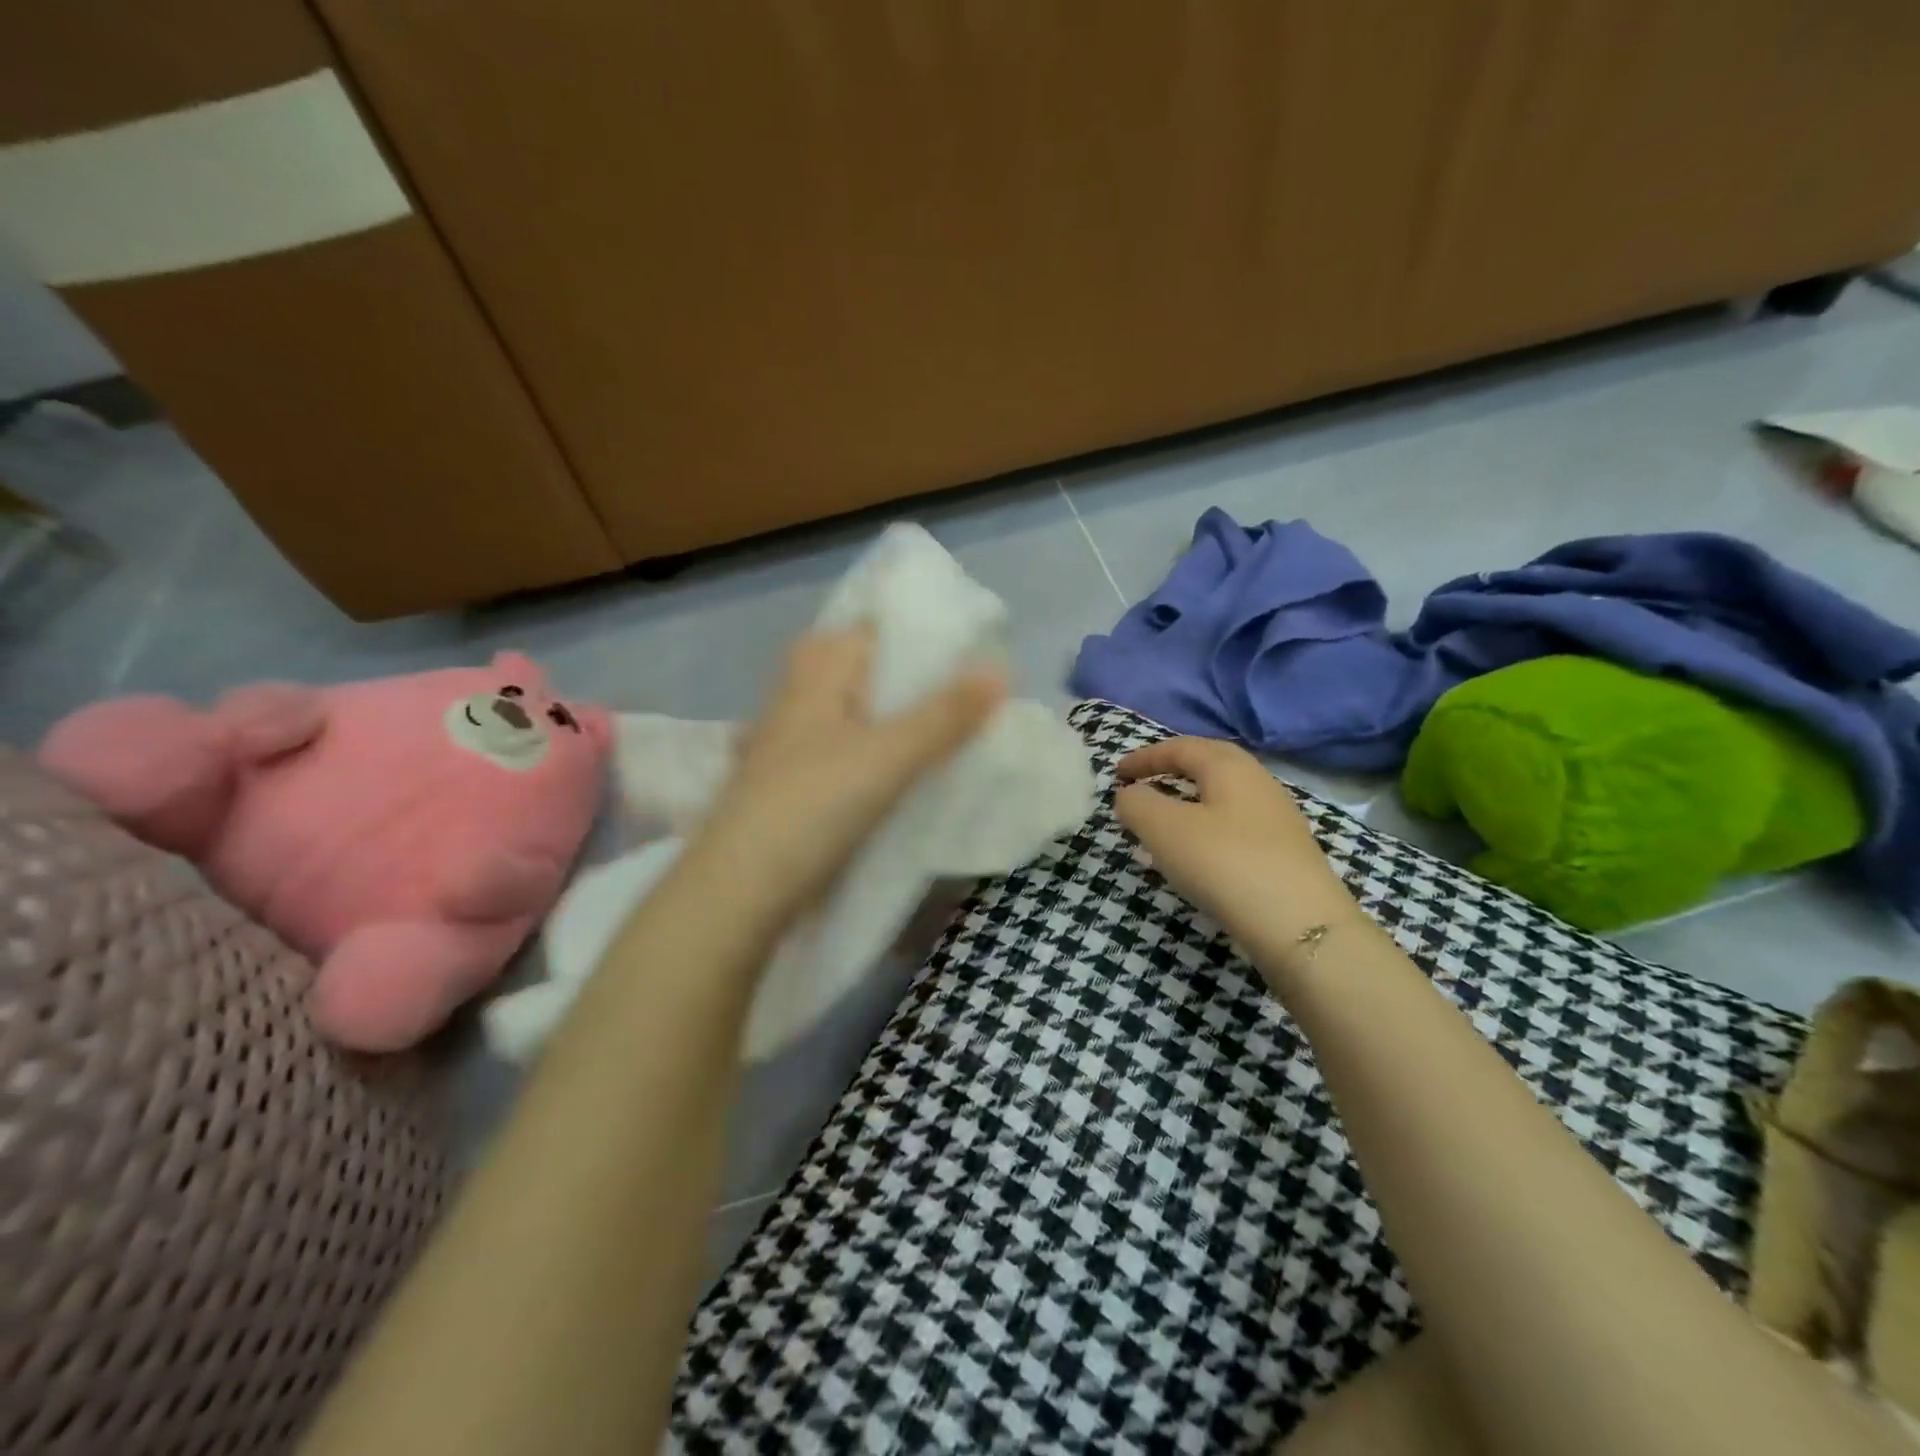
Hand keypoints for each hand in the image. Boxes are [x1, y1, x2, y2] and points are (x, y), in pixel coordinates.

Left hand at [685, 626, 1005, 926]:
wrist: (740, 887)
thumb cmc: (813, 805)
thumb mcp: (889, 755)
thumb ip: (945, 714)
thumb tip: (1002, 670)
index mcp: (817, 670)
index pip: (875, 628)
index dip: (923, 634)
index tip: (972, 652)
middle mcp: (798, 695)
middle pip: (865, 671)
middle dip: (912, 680)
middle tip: (964, 695)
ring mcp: (790, 740)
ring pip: (854, 713)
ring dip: (895, 719)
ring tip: (946, 730)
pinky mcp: (792, 781)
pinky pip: (844, 750)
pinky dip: (874, 753)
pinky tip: (900, 771)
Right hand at [1114, 736, 1358, 953]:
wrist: (1300, 926)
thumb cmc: (1225, 864)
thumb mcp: (1165, 829)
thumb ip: (1138, 804)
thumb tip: (1130, 794)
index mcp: (1230, 767)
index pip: (1181, 747)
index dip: (1145, 757)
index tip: (1117, 773)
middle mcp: (1259, 783)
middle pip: (1209, 766)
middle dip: (1171, 772)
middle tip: (1142, 787)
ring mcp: (1278, 819)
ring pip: (1223, 798)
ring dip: (1188, 804)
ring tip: (1163, 826)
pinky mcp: (1286, 853)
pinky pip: (1235, 827)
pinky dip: (1206, 831)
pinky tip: (1196, 858)